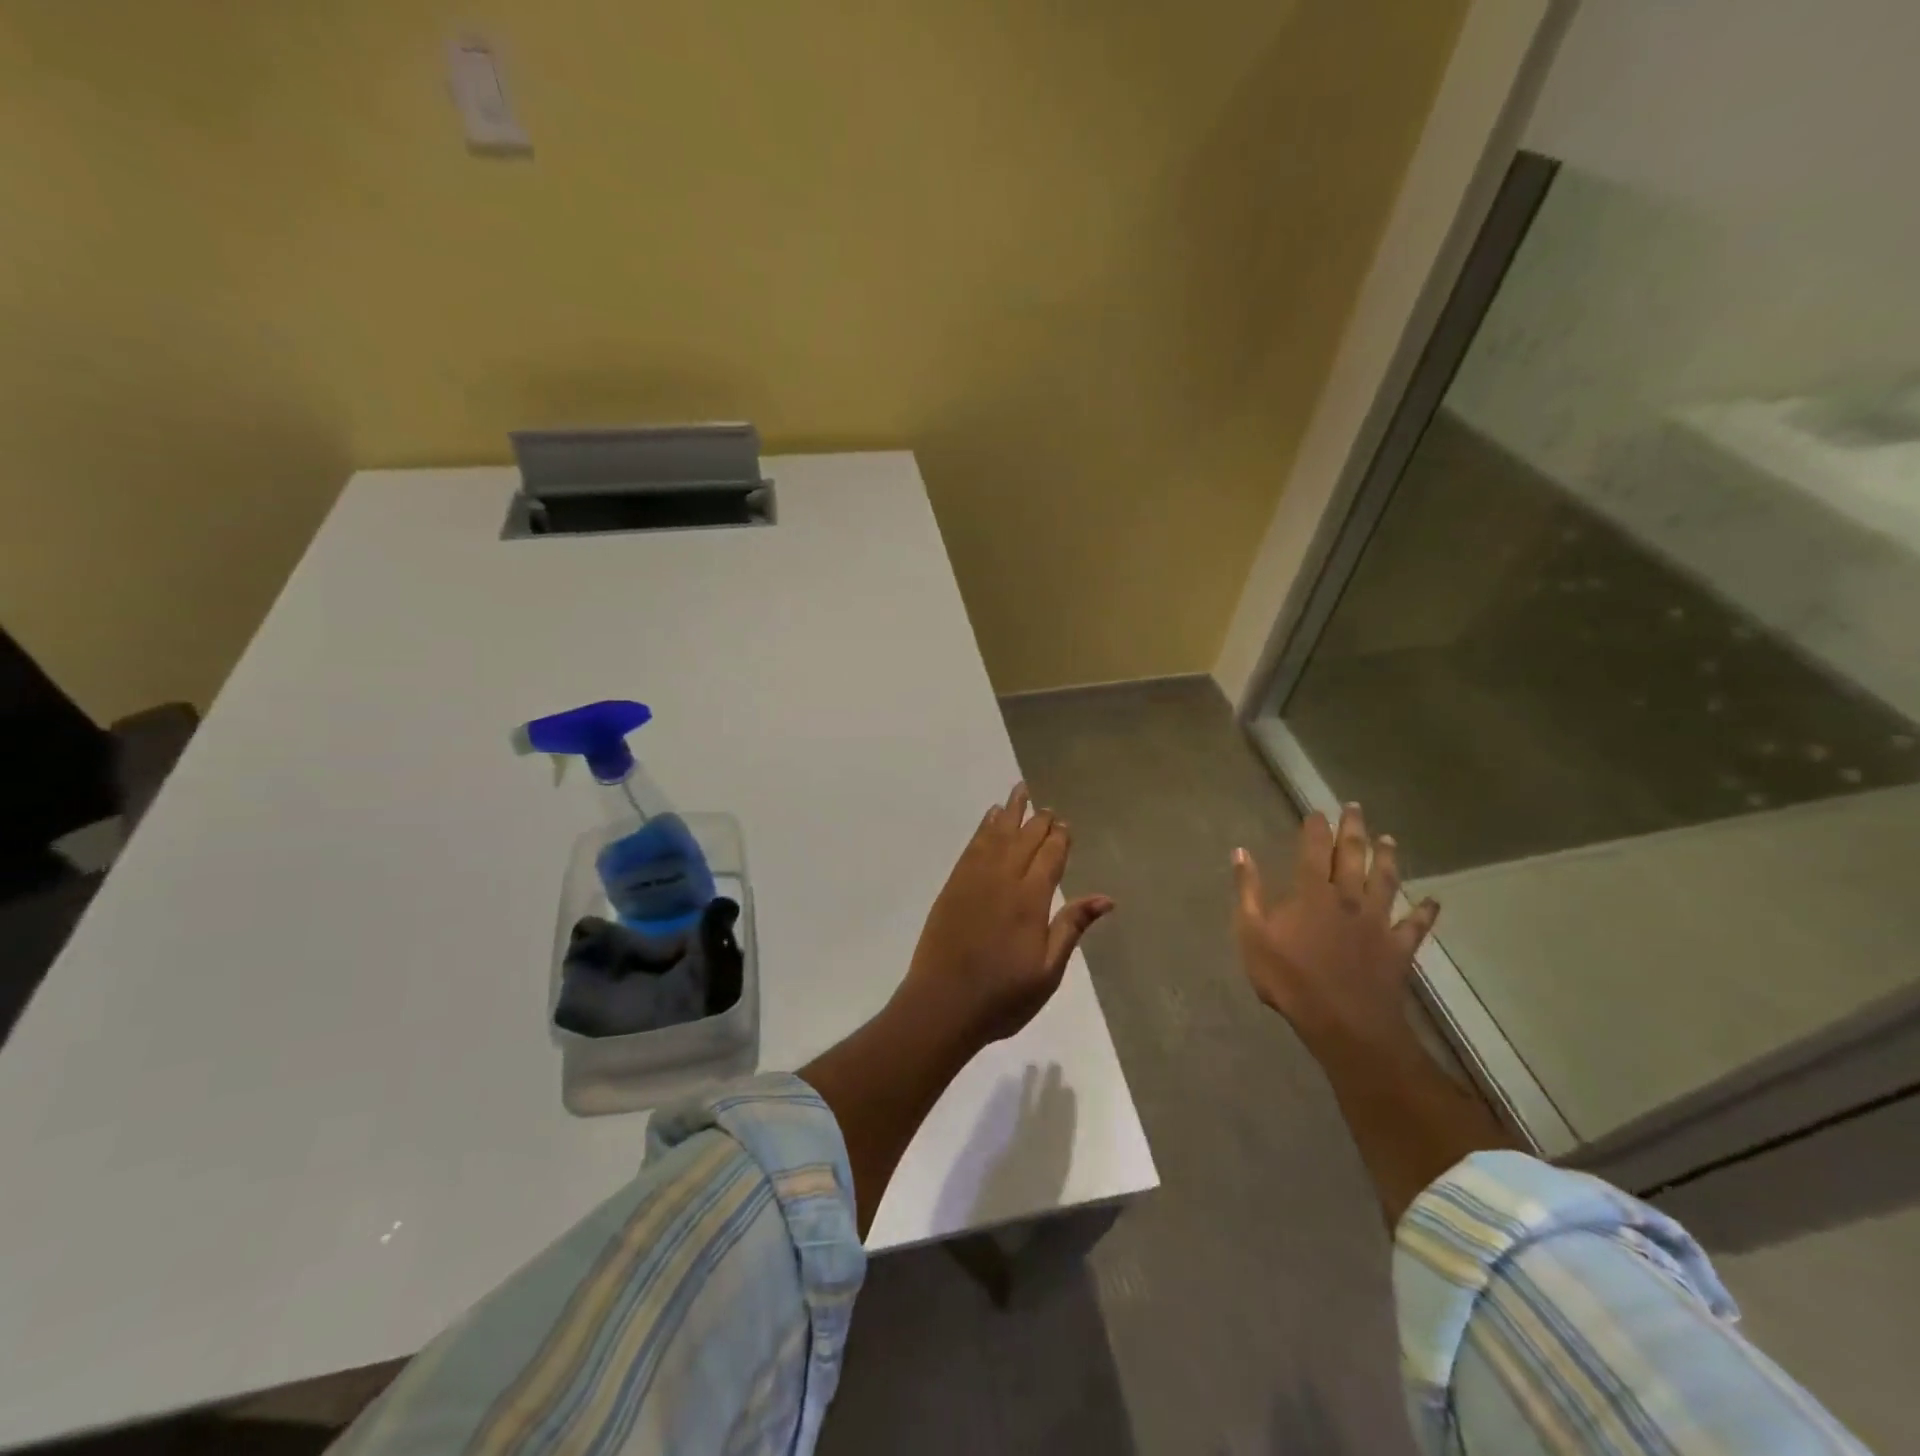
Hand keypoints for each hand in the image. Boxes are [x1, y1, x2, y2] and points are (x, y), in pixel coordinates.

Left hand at [899, 783, 1113, 1044]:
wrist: (942, 1004)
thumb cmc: (1002, 996)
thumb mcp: (1048, 971)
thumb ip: (1072, 927)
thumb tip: (1105, 898)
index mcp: (1030, 901)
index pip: (1050, 856)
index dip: (1059, 838)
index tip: (1065, 824)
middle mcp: (1003, 880)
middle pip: (1025, 839)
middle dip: (1039, 821)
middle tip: (1048, 807)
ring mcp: (974, 879)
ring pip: (997, 834)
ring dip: (1010, 812)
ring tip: (1020, 790)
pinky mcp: (953, 885)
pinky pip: (972, 845)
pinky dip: (983, 828)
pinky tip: (990, 819)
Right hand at [1231, 803, 1437, 1050]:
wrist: (1343, 1022)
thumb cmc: (1290, 978)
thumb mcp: (1252, 934)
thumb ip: (1248, 892)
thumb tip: (1241, 853)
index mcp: (1311, 894)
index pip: (1313, 851)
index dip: (1315, 829)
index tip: (1317, 811)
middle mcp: (1347, 898)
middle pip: (1352, 857)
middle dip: (1353, 830)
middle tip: (1355, 808)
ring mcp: (1376, 922)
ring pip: (1385, 882)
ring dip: (1387, 859)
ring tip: (1389, 839)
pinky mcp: (1397, 948)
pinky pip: (1414, 926)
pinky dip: (1424, 913)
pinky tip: (1433, 902)